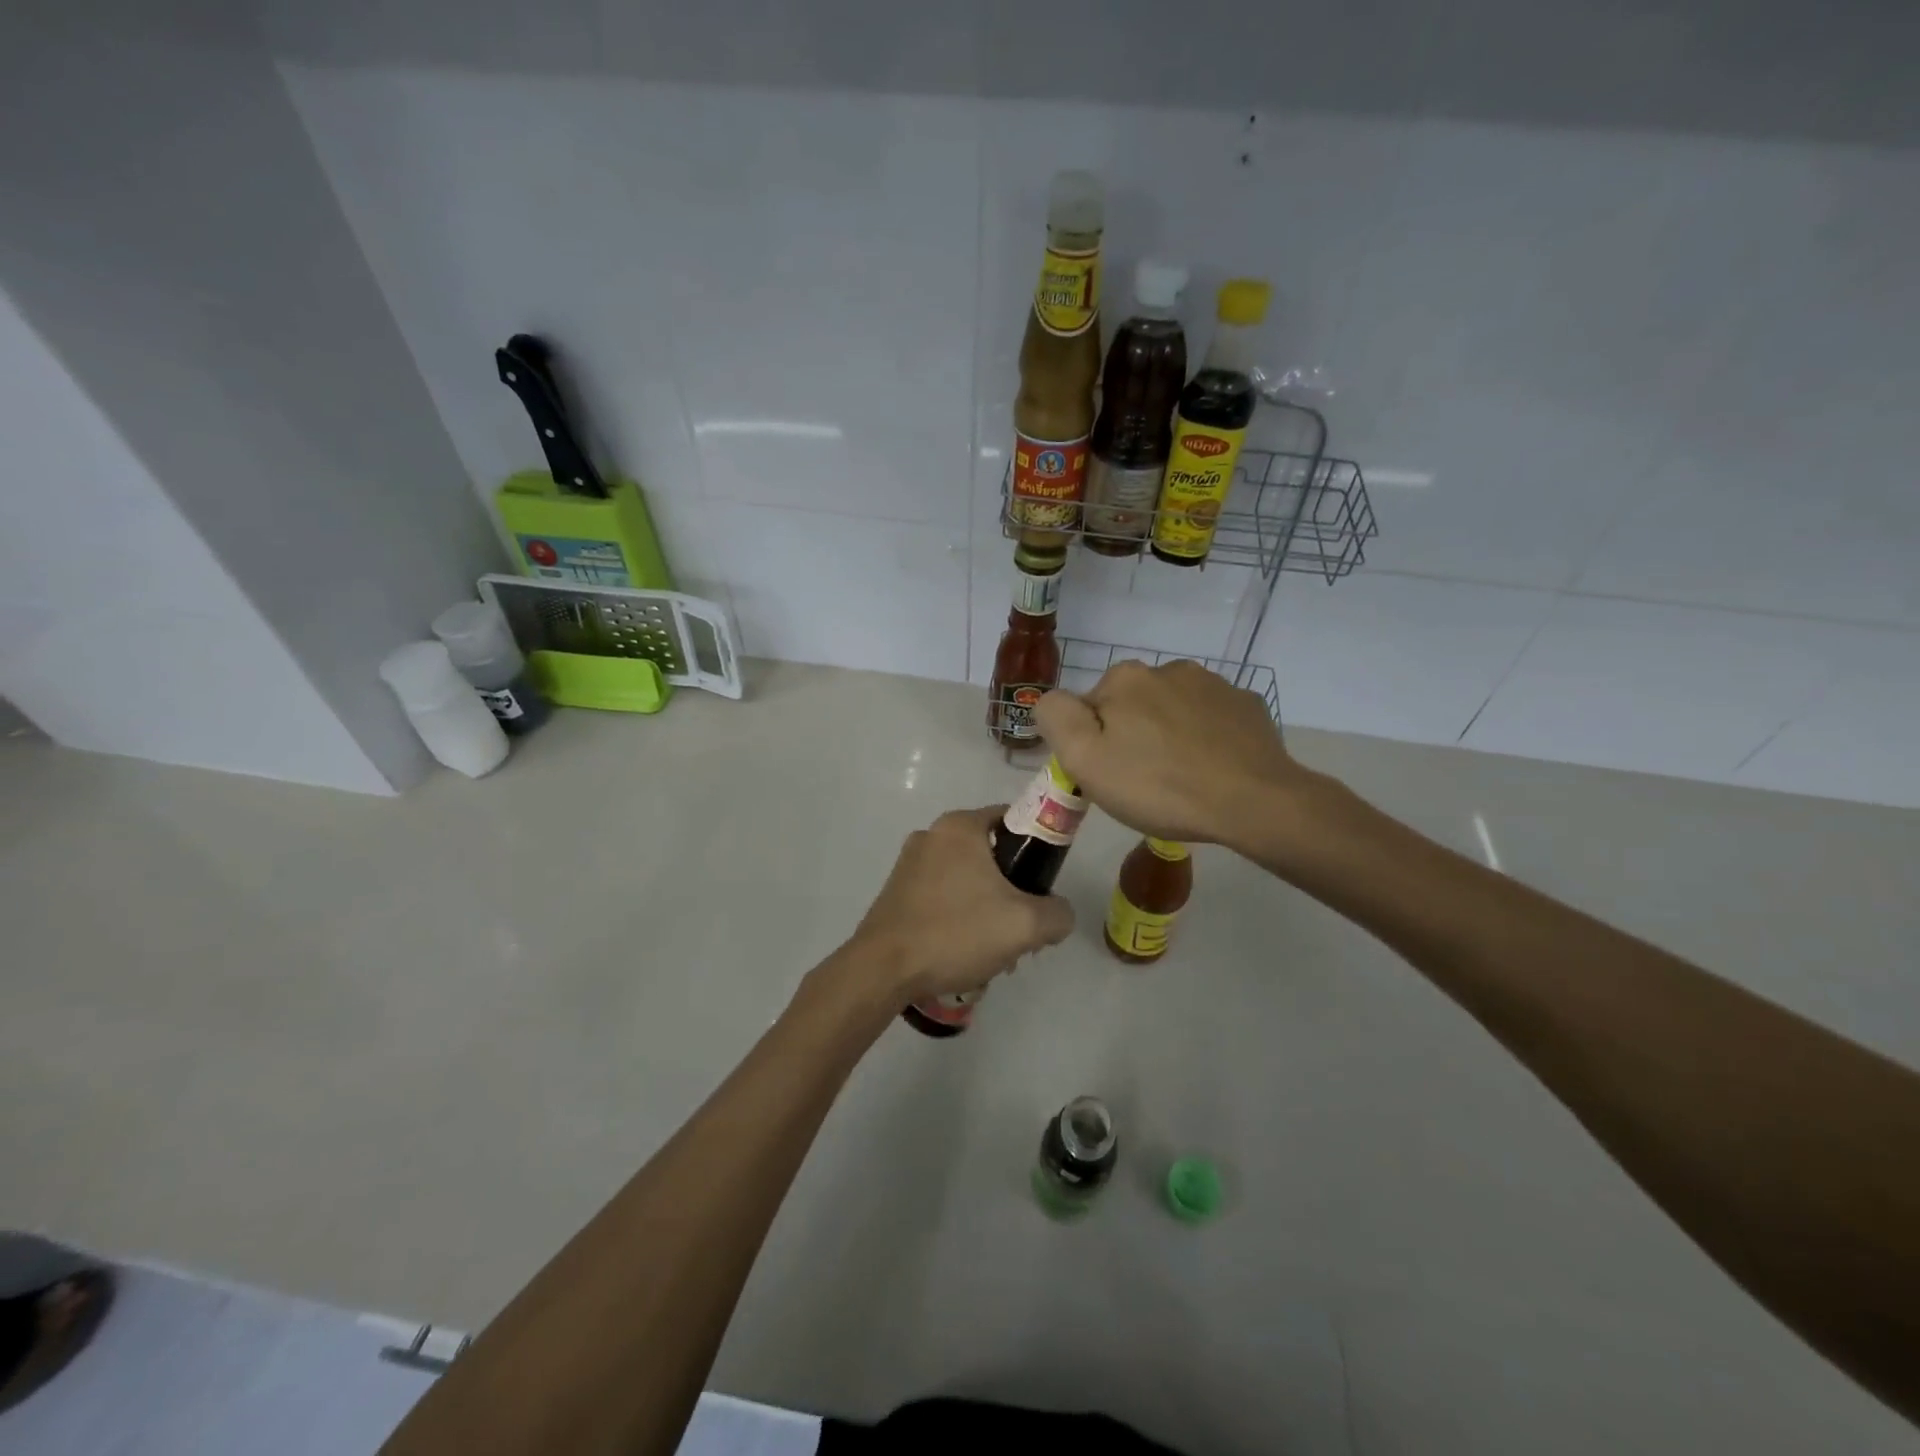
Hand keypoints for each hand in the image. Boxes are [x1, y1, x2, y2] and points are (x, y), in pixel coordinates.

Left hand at [843, 806, 1074, 1008]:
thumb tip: (1058, 914)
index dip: (1036, 850)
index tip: (1043, 885)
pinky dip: (959, 915)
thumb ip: (1057, 914)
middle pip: (990, 853)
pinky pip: (942, 894)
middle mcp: (932, 834)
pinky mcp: (896, 890)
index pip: (1013, 820)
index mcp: (960, 826)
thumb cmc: (955, 933)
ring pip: (966, 878)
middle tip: (1022, 926)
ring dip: (986, 907)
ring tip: (994, 948)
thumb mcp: (1025, 925)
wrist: (883, 969)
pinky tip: (964, 951)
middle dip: (1011, 889)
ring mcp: (909, 862)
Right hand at [1034, 659, 1313, 849]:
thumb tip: (1051, 700)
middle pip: (1131, 706)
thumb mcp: (1085, 760)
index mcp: (1124, 679)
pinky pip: (1211, 719)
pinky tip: (1212, 769)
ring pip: (1172, 710)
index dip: (1092, 744)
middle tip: (1143, 782)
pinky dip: (1205, 738)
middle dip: (1131, 735)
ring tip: (1180, 778)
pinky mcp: (1247, 705)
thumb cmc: (1159, 786)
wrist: (1253, 801)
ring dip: (1168, 734)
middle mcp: (1167, 669)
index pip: (1088, 709)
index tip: (1109, 776)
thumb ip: (1056, 718)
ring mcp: (1213, 684)